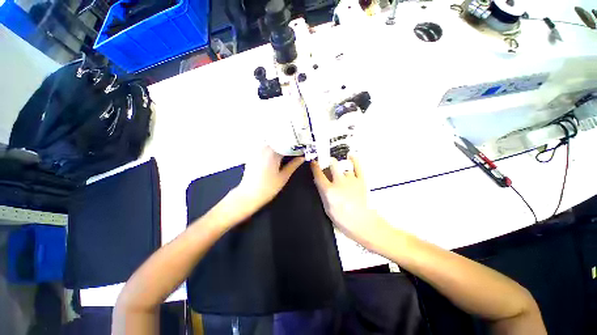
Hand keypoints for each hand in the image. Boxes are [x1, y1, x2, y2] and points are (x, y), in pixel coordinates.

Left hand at [235, 146, 303, 211]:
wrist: (249, 195)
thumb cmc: (268, 187)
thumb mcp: (284, 177)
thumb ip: (294, 165)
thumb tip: (302, 157)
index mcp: (273, 152)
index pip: (287, 143)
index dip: (296, 144)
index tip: (302, 146)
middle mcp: (264, 148)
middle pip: (278, 139)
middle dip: (288, 141)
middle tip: (296, 145)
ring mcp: (257, 150)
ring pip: (271, 141)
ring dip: (279, 143)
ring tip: (287, 147)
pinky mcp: (252, 154)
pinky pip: (264, 145)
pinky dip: (271, 146)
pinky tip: (276, 151)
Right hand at [311, 156, 378, 242]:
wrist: (364, 224)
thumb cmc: (343, 220)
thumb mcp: (327, 209)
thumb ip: (323, 194)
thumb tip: (320, 183)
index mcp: (329, 191)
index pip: (318, 175)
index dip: (315, 167)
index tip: (313, 162)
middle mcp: (339, 182)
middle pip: (332, 164)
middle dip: (328, 161)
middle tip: (327, 163)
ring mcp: (351, 180)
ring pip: (344, 166)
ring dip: (340, 166)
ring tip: (340, 167)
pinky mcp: (361, 180)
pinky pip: (358, 166)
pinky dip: (354, 159)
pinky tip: (351, 155)